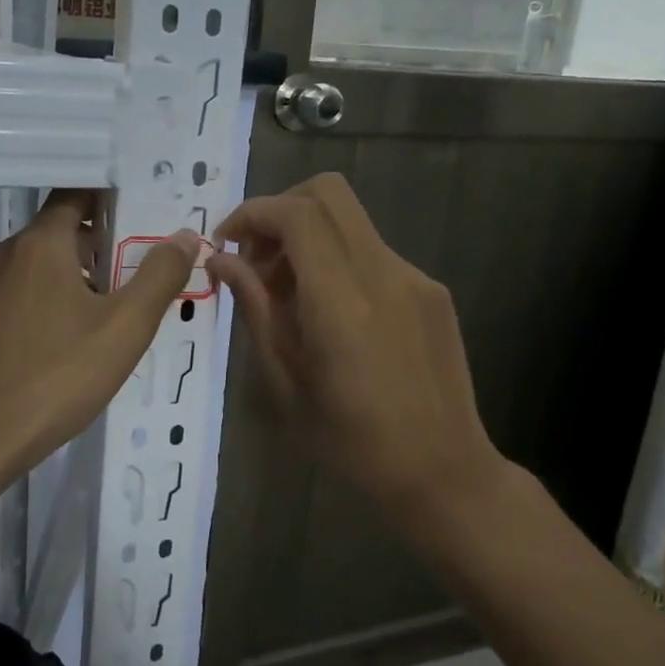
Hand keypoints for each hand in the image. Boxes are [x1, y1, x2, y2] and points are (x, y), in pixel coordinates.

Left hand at [0, 190, 200, 478]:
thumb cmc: (57, 378)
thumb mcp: (124, 329)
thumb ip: (159, 276)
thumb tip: (186, 236)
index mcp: (39, 245)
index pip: (73, 196)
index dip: (105, 201)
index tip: (132, 219)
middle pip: (49, 237)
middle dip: (86, 252)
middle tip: (119, 285)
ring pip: (21, 274)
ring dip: (52, 286)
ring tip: (81, 326)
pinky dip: (21, 316)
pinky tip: (36, 355)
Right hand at [206, 173, 510, 547]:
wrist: (442, 472)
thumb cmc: (351, 442)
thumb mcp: (286, 382)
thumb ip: (255, 310)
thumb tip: (221, 262)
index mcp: (343, 304)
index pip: (297, 215)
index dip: (252, 214)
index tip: (225, 244)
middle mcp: (384, 275)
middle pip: (329, 193)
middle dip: (280, 211)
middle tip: (256, 260)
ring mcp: (415, 279)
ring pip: (350, 221)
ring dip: (307, 238)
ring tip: (288, 296)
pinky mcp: (432, 291)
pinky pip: (372, 252)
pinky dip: (337, 261)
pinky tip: (331, 314)